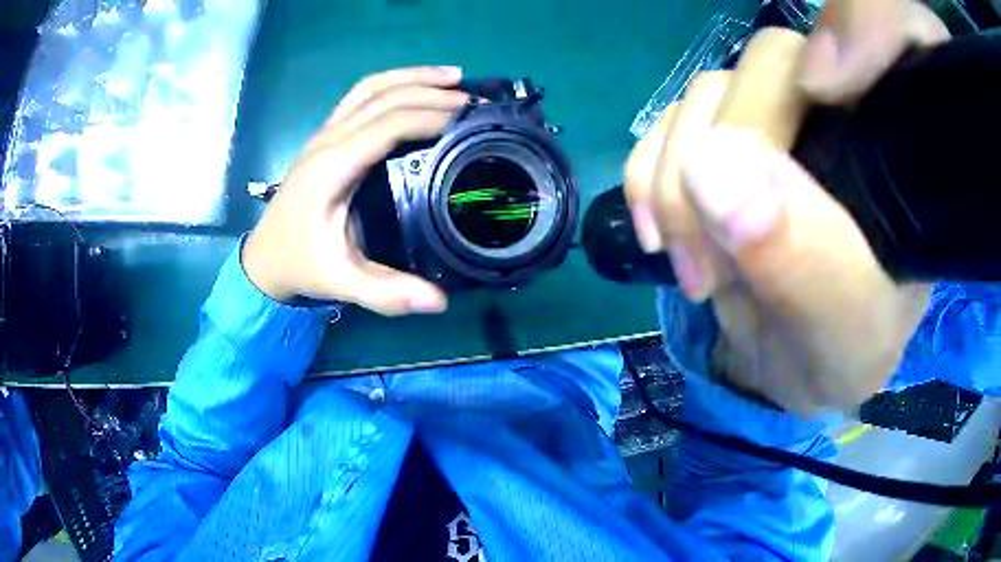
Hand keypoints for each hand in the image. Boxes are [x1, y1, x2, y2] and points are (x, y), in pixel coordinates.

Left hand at [243, 66, 468, 314]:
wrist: (265, 256)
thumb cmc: (301, 263)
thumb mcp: (341, 281)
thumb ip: (387, 292)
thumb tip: (439, 301)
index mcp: (333, 166)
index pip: (389, 124)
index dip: (431, 116)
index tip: (471, 120)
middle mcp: (329, 139)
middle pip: (385, 96)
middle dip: (432, 92)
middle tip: (476, 100)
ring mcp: (326, 133)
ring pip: (372, 87)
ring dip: (414, 77)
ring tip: (455, 77)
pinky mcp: (328, 136)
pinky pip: (362, 96)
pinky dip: (394, 83)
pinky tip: (417, 86)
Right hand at [625, 0, 948, 412]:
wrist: (786, 362)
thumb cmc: (839, 353)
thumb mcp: (843, 331)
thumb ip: (807, 260)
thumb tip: (718, 166)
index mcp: (904, 146)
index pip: (895, 28)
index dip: (861, 25)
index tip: (824, 93)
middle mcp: (844, 107)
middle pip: (775, 62)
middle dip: (732, 149)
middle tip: (719, 258)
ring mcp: (776, 114)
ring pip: (711, 89)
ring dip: (682, 178)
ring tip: (699, 268)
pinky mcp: (724, 131)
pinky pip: (669, 116)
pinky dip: (651, 171)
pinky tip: (663, 231)